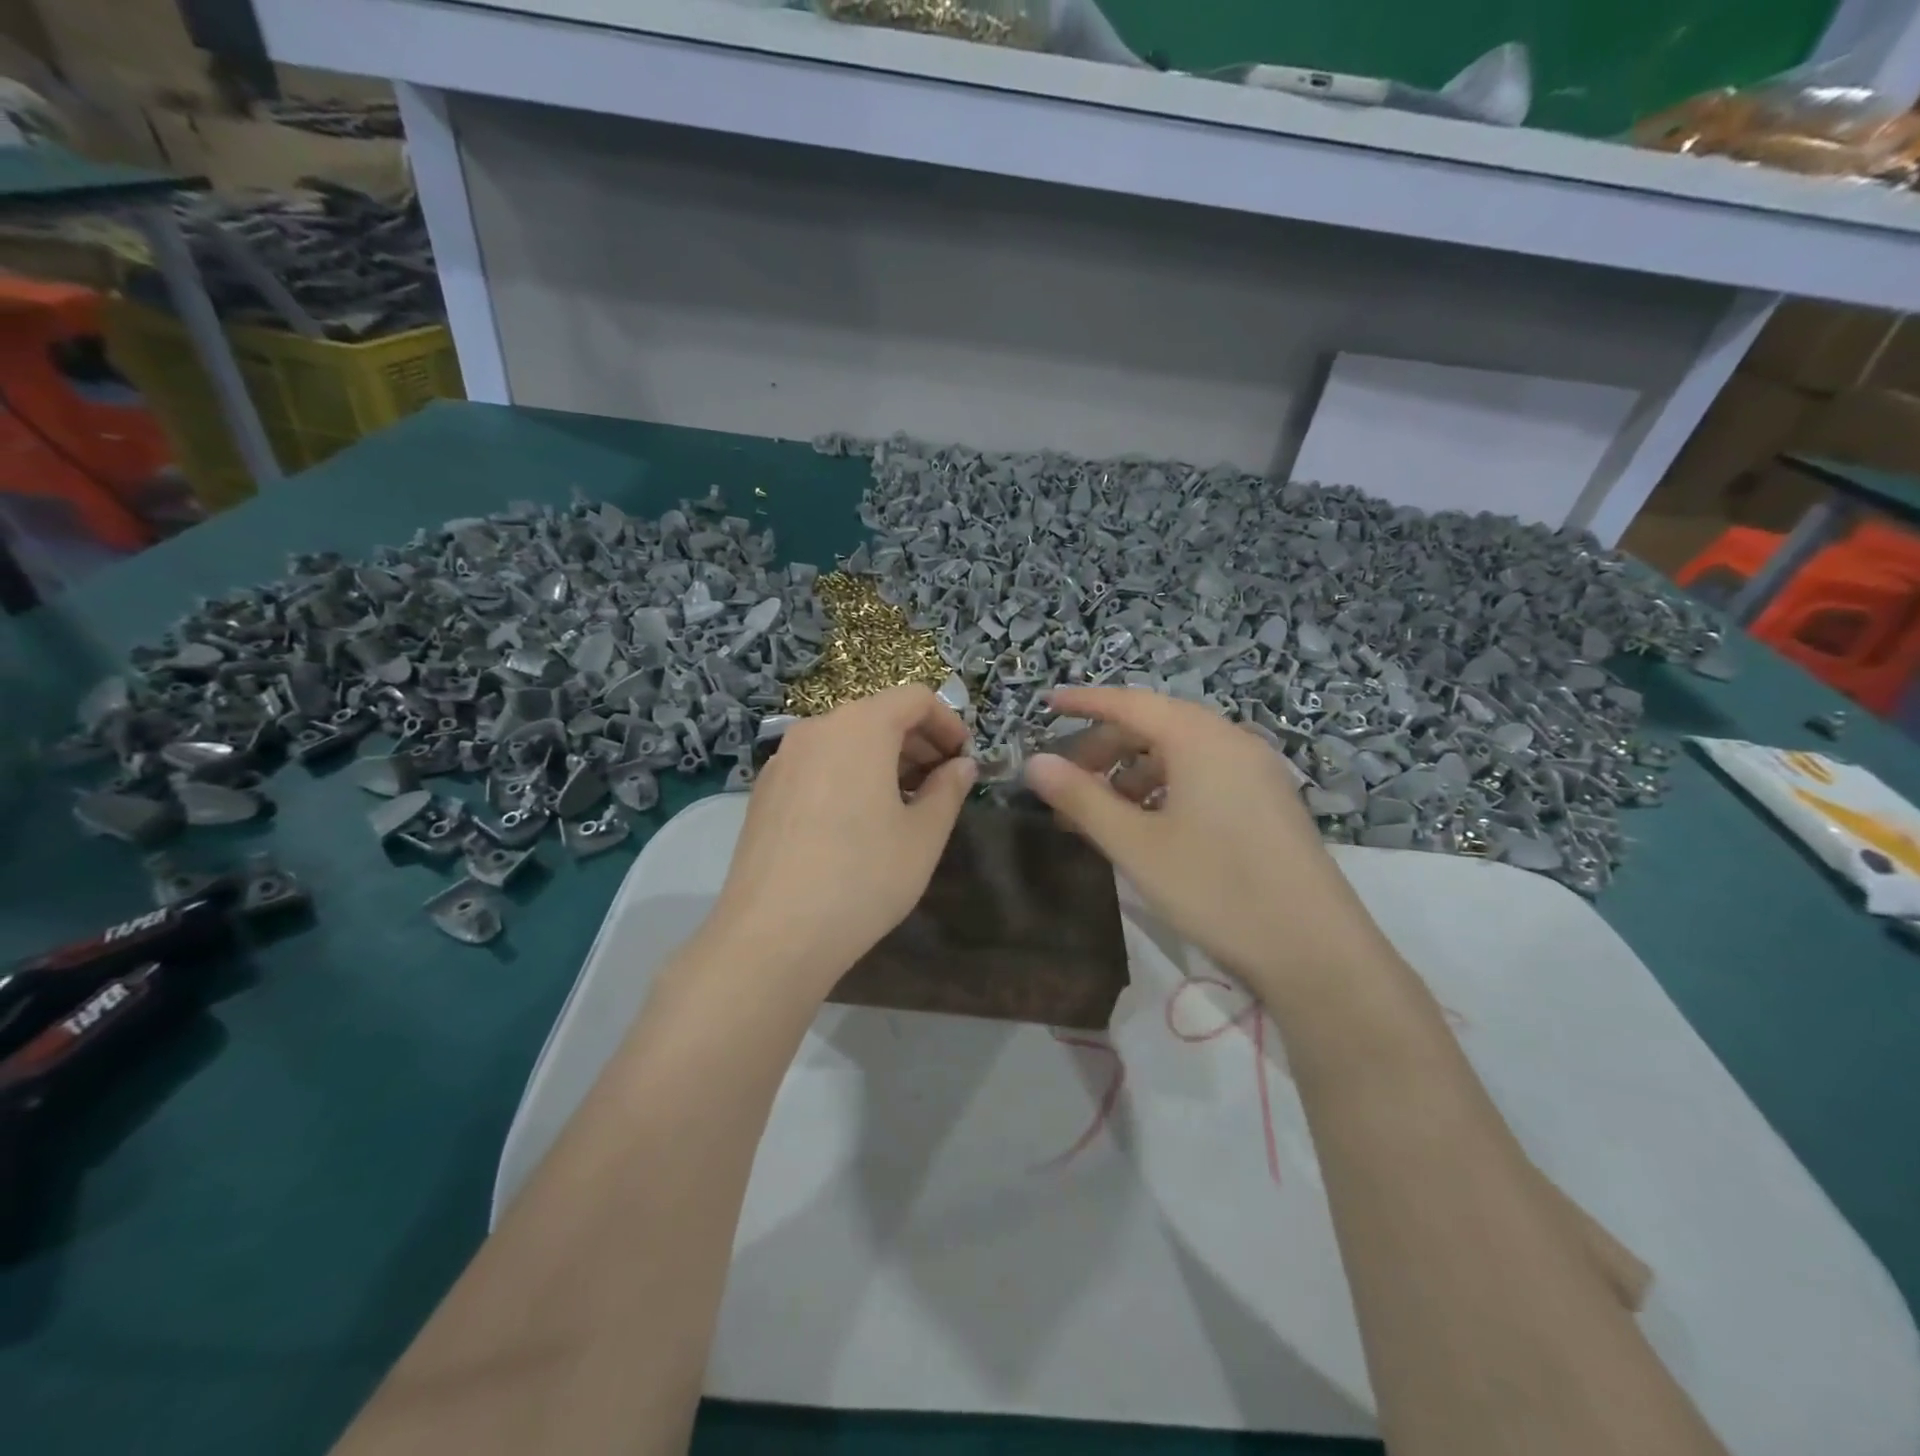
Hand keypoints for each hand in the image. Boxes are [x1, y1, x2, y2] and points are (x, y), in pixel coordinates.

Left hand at [708, 685, 976, 989]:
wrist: (773, 934)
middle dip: (917, 743)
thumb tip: (962, 766)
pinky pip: (818, 765)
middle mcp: (816, 729)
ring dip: (884, 761)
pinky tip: (858, 823)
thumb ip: (949, 790)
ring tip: (905, 806)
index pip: (914, 698)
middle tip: (941, 786)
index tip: (964, 761)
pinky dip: (848, 776)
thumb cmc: (863, 877)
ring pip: (846, 741)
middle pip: (877, 716)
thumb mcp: (923, 835)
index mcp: (859, 727)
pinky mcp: (765, 791)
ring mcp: (783, 760)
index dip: (948, 723)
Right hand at [1024, 687, 1382, 996]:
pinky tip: (1149, 826)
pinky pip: (1205, 776)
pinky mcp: (1269, 802)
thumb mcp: (1136, 845)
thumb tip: (1034, 762)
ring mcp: (1257, 771)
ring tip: (1102, 812)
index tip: (1046, 704)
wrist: (1315, 951)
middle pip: (1156, 726)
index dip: (1084, 702)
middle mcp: (1232, 741)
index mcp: (1200, 738)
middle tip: (1067, 781)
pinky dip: (1166, 789)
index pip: (1130, 702)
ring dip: (1134, 773)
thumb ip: (1081, 799)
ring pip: (1181, 754)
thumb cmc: (1216, 888)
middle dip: (1105, 747)